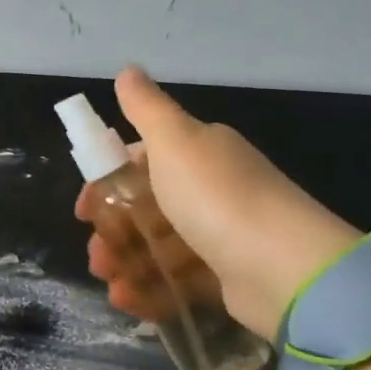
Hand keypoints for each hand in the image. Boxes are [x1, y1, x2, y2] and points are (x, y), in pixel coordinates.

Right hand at [77, 67, 360, 337]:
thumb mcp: (175, 142)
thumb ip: (147, 108)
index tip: (84, 211)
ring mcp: (218, 236)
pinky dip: (151, 291)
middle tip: (96, 257)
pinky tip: (129, 300)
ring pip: (157, 248)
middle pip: (144, 210)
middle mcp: (209, 191)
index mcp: (198, 155)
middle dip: (113, 233)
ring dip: (126, 266)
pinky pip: (177, 282)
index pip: (139, 163)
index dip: (106, 185)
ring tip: (111, 285)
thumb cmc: (218, 198)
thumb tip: (127, 69)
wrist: (286, 268)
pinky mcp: (224, 278)